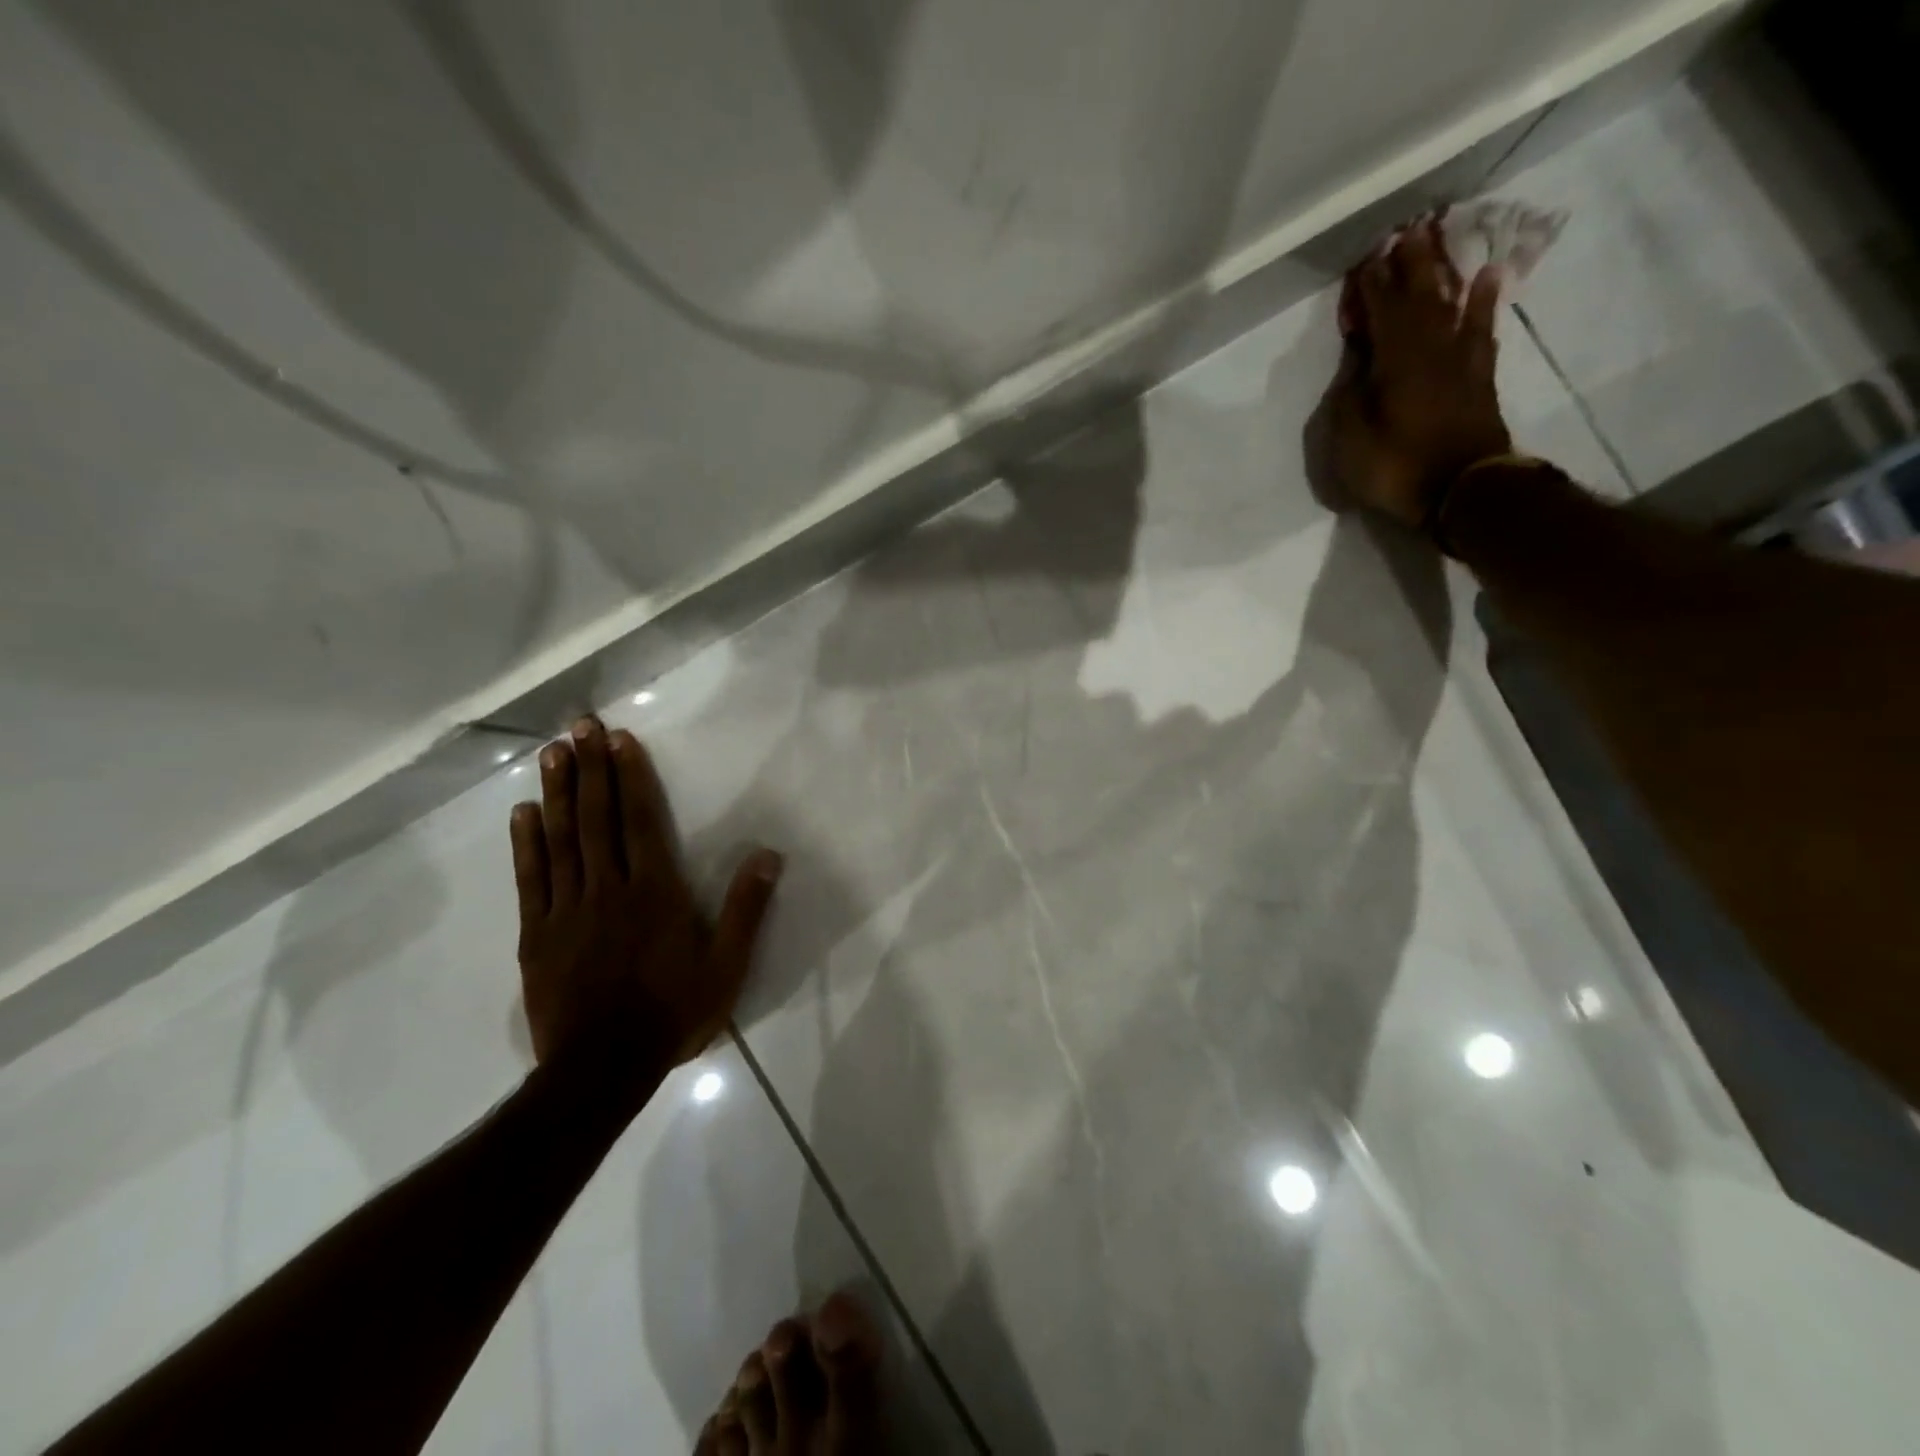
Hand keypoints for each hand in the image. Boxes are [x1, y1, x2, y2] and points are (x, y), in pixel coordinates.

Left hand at [510, 716, 782, 1077]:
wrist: (601, 1070)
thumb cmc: (672, 1014)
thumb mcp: (726, 967)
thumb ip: (745, 909)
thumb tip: (767, 855)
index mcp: (655, 893)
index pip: (640, 821)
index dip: (630, 777)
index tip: (620, 739)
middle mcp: (608, 889)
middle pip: (597, 819)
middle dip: (591, 769)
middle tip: (579, 725)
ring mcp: (567, 910)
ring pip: (561, 840)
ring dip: (557, 792)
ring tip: (551, 752)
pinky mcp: (538, 934)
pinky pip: (531, 879)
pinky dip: (526, 843)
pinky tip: (523, 812)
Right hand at [1320, 216, 1512, 528]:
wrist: (1464, 491)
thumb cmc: (1398, 469)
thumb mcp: (1351, 442)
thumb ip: (1350, 398)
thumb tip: (1356, 368)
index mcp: (1395, 362)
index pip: (1380, 313)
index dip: (1371, 287)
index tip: (1365, 261)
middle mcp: (1430, 349)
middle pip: (1420, 297)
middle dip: (1411, 265)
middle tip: (1408, 231)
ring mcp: (1460, 360)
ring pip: (1451, 304)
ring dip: (1444, 272)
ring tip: (1441, 240)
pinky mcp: (1479, 376)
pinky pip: (1481, 328)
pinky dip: (1483, 301)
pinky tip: (1485, 278)